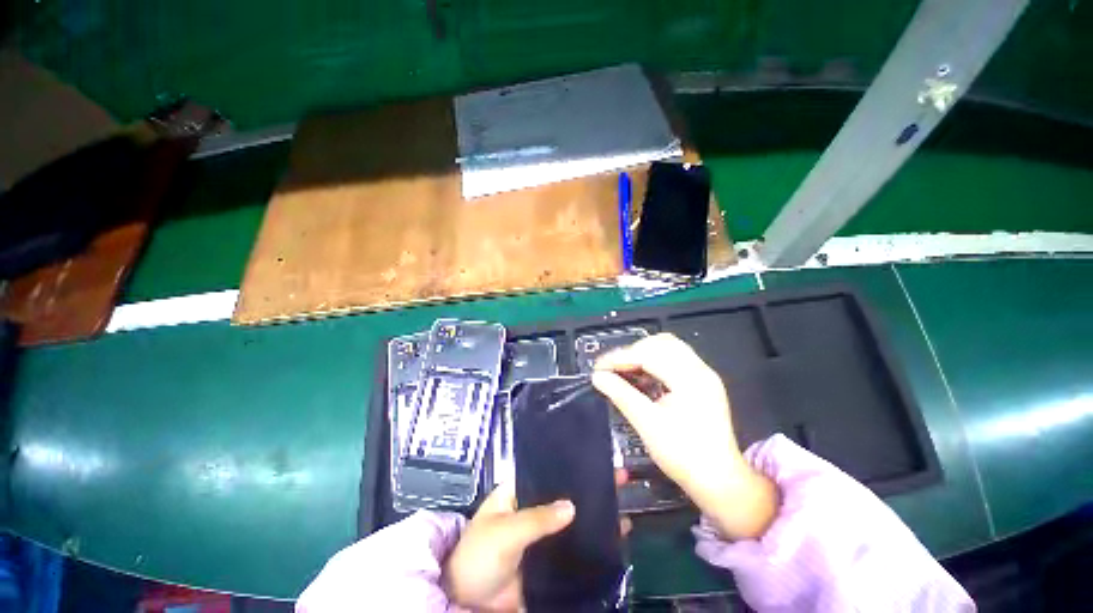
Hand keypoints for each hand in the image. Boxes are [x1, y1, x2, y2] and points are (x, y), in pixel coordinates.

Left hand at [442, 474, 630, 611]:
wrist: (468, 601)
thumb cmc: (479, 555)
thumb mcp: (505, 531)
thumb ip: (537, 519)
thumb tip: (572, 507)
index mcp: (519, 491)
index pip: (548, 471)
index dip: (570, 465)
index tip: (596, 460)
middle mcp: (533, 508)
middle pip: (565, 494)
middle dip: (589, 488)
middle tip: (619, 479)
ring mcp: (543, 535)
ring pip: (572, 521)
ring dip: (595, 515)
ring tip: (623, 507)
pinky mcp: (549, 561)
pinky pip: (573, 549)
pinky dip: (591, 544)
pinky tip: (613, 539)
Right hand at [591, 333, 776, 539]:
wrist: (719, 482)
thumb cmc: (684, 456)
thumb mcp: (648, 425)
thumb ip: (621, 395)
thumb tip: (598, 377)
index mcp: (690, 379)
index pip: (649, 354)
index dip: (620, 358)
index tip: (598, 368)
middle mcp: (700, 370)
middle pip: (661, 343)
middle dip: (632, 352)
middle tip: (612, 368)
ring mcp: (703, 374)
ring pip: (668, 347)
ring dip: (643, 353)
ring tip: (624, 369)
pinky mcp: (702, 382)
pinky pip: (674, 358)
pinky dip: (654, 361)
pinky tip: (642, 374)